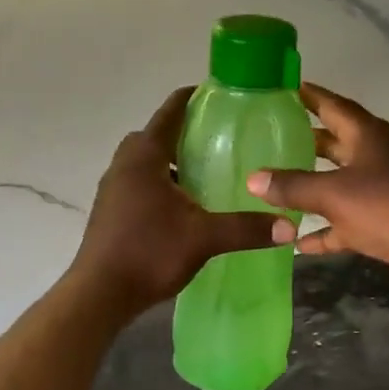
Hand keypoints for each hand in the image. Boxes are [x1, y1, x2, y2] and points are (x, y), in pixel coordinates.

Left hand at [70, 86, 279, 313]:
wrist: (99, 294)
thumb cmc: (149, 253)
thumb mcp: (204, 238)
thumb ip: (246, 229)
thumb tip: (288, 228)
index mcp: (144, 156)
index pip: (170, 112)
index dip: (194, 98)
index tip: (220, 96)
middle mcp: (124, 164)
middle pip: (156, 135)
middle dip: (186, 134)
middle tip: (220, 142)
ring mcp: (113, 187)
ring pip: (146, 161)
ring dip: (172, 162)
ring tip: (206, 175)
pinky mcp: (110, 210)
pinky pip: (139, 182)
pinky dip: (161, 183)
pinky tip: (184, 207)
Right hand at [248, 83, 388, 286]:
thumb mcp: (335, 193)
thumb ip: (293, 187)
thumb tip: (253, 179)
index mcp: (366, 135)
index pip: (330, 105)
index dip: (307, 95)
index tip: (281, 88)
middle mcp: (373, 156)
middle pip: (332, 143)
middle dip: (303, 142)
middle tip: (268, 139)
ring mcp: (380, 190)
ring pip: (337, 183)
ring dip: (310, 188)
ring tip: (273, 188)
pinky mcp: (382, 221)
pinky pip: (344, 222)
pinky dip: (323, 230)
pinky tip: (295, 241)